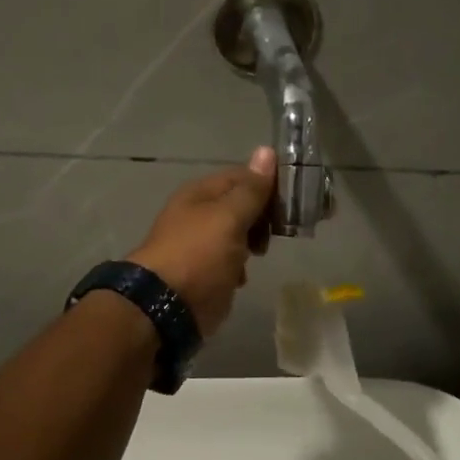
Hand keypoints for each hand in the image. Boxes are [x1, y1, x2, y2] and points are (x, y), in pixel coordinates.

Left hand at [128, 148, 275, 336]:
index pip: (243, 176)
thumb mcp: (229, 217)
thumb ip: (251, 189)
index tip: (295, 199)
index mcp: (201, 193)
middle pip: (241, 204)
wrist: (164, 308)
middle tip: (285, 228)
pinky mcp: (205, 272)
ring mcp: (201, 244)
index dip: (269, 183)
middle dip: (264, 214)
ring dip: (254, 241)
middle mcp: (199, 213)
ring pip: (238, 233)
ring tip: (263, 252)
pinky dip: (240, 266)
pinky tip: (243, 275)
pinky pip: (230, 260)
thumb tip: (266, 150)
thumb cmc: (199, 255)